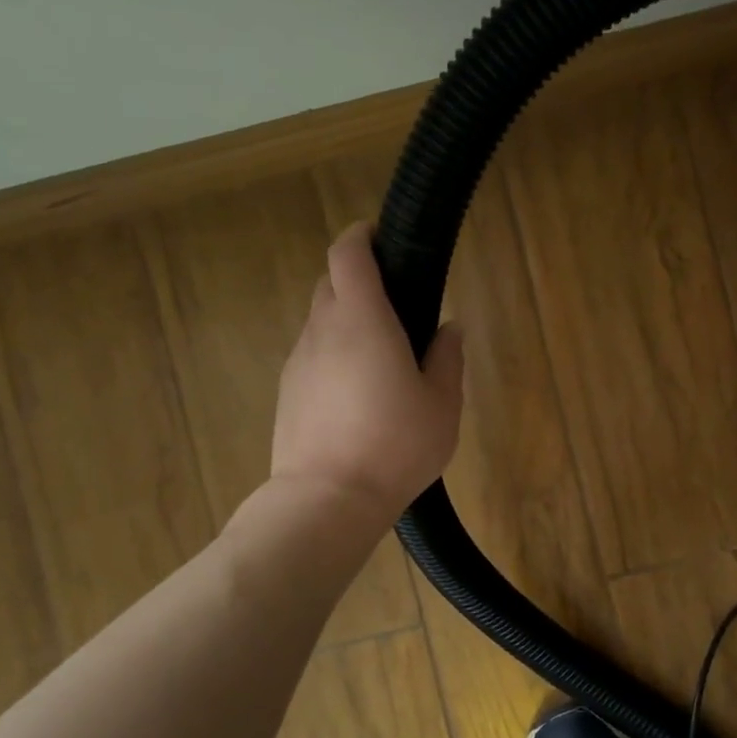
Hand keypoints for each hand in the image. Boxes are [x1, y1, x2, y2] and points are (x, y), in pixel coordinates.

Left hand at [266, 222, 463, 520]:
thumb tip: (449, 328)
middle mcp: (322, 330)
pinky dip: (335, 354)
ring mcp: (298, 362)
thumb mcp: (442, 403)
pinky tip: (359, 392)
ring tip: (382, 356)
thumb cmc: (396, 445)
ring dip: (348, 320)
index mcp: (363, 321)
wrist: (327, 501)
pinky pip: (313, 355)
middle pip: (331, 283)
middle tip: (397, 305)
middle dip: (359, 279)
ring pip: (321, 321)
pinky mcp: (287, 392)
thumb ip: (447, 358)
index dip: (362, 236)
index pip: (348, 254)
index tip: (383, 238)